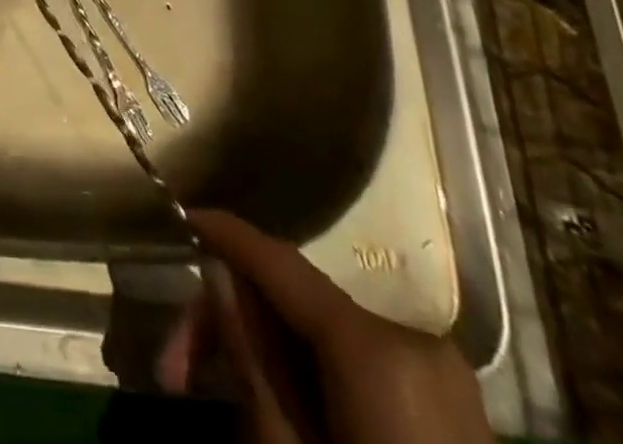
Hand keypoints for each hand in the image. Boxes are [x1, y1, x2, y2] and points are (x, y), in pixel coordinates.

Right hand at [160, 210, 489, 443]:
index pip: (281, 263)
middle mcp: (413, 340)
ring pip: (323, 331)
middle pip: (298, 302)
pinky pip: (357, 361)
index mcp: (378, 349)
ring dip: (265, 350)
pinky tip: (273, 400)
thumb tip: (217, 273)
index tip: (183, 216)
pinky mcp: (449, 407)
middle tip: (173, 371)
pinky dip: (308, 369)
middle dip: (232, 323)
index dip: (227, 235)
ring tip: (212, 393)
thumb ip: (252, 360)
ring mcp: (439, 374)